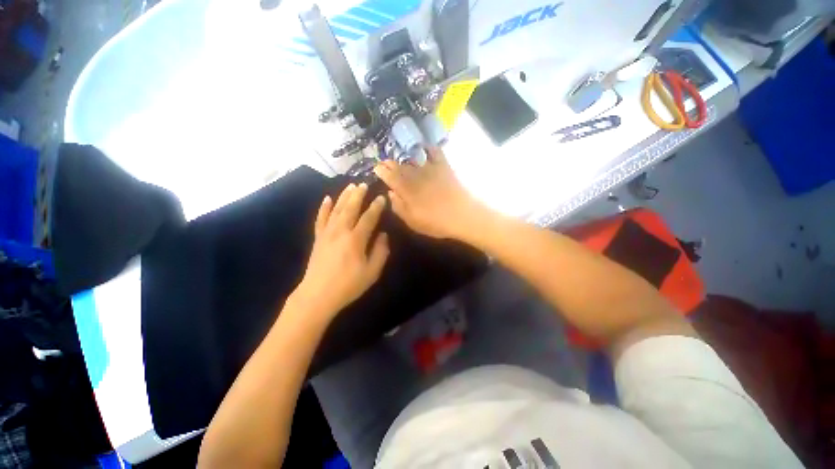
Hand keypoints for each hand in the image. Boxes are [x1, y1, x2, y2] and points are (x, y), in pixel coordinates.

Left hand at [291, 184, 389, 321]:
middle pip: (351, 208)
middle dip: (359, 195)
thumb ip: (381, 251)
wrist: (318, 295)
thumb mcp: (372, 272)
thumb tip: (383, 235)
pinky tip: (327, 198)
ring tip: (351, 186)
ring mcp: (327, 233)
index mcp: (356, 239)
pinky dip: (324, 208)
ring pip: (336, 209)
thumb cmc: (349, 285)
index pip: (369, 218)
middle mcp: (341, 231)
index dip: (376, 207)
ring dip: (344, 196)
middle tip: (364, 184)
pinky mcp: (318, 238)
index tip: (382, 198)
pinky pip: (320, 218)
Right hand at [374, 147, 485, 239]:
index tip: (377, 168)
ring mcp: (429, 169)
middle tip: (385, 162)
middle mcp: (415, 176)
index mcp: (406, 190)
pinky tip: (423, 148)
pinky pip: (434, 152)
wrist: (462, 215)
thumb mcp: (412, 222)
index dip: (382, 171)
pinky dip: (427, 148)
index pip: (389, 176)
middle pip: (399, 166)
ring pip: (412, 159)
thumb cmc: (436, 222)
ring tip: (400, 159)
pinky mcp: (443, 166)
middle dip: (390, 163)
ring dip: (404, 158)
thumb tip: (391, 193)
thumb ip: (399, 207)